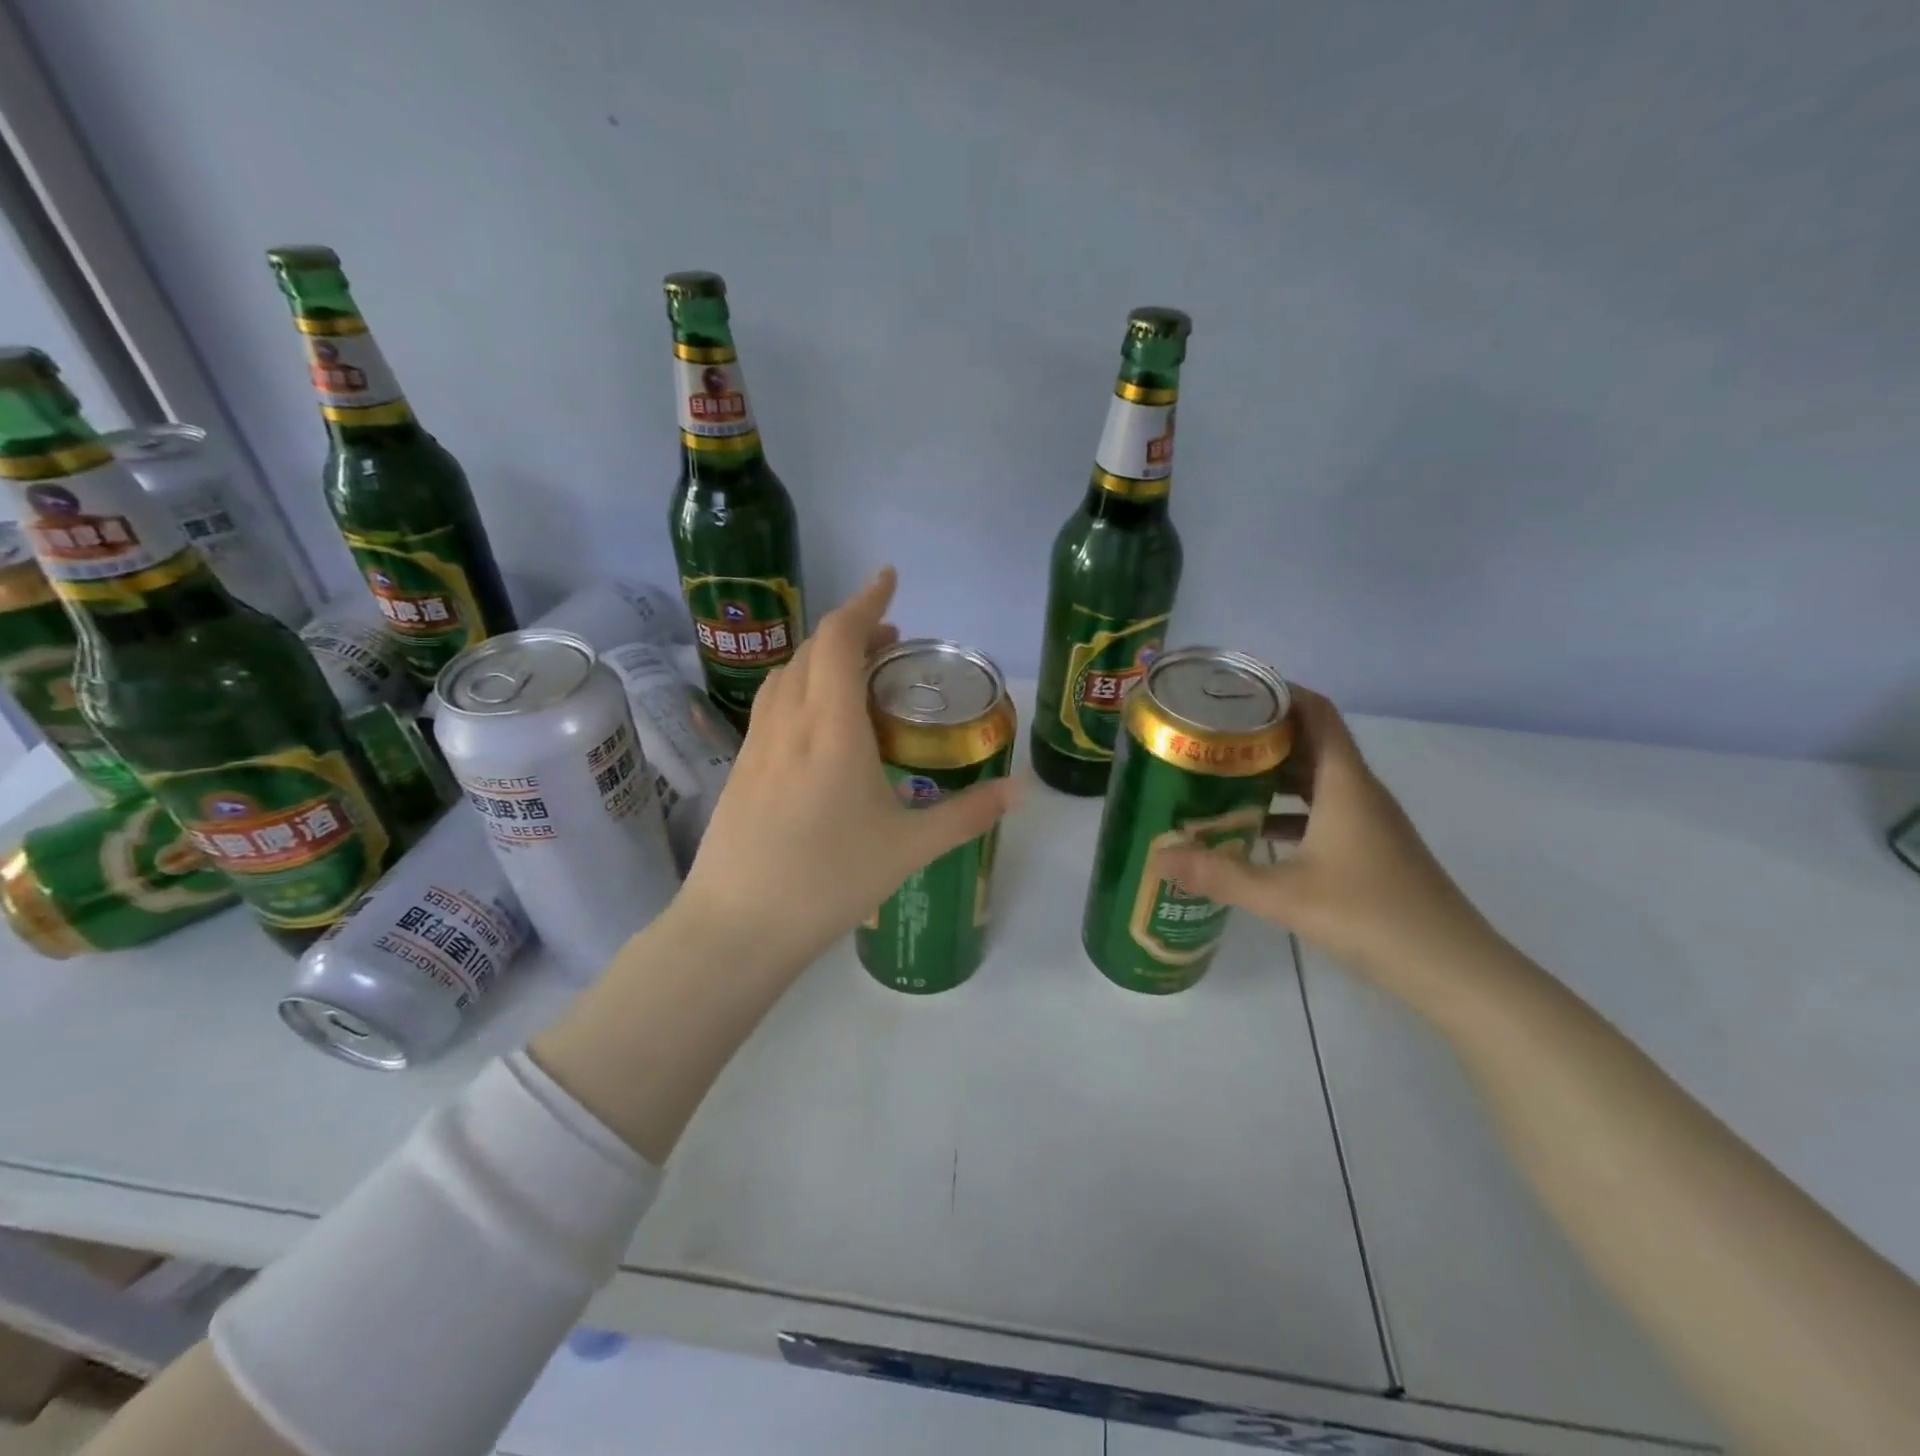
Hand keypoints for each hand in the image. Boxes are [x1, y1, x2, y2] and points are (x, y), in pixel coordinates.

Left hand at [675, 567, 1022, 980]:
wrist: (738, 927)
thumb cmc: (829, 881)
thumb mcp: (910, 848)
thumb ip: (969, 814)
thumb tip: (1022, 790)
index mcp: (831, 727)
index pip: (839, 638)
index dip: (865, 601)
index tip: (889, 578)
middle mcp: (789, 721)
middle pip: (812, 649)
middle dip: (852, 630)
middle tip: (891, 642)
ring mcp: (757, 743)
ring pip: (787, 675)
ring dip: (822, 658)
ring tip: (857, 674)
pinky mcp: (741, 766)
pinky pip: (773, 704)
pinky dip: (801, 687)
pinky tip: (819, 723)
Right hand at [1153, 687, 1494, 1000]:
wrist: (1452, 969)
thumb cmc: (1370, 916)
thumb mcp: (1284, 895)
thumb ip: (1219, 874)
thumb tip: (1159, 857)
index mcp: (1344, 783)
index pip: (1316, 712)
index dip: (1279, 692)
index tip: (1233, 692)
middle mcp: (1358, 791)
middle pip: (1311, 741)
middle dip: (1262, 734)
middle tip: (1209, 736)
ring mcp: (1368, 821)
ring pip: (1316, 778)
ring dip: (1273, 772)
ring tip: (1221, 776)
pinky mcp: (1370, 848)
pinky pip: (1322, 810)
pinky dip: (1288, 810)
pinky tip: (1254, 831)